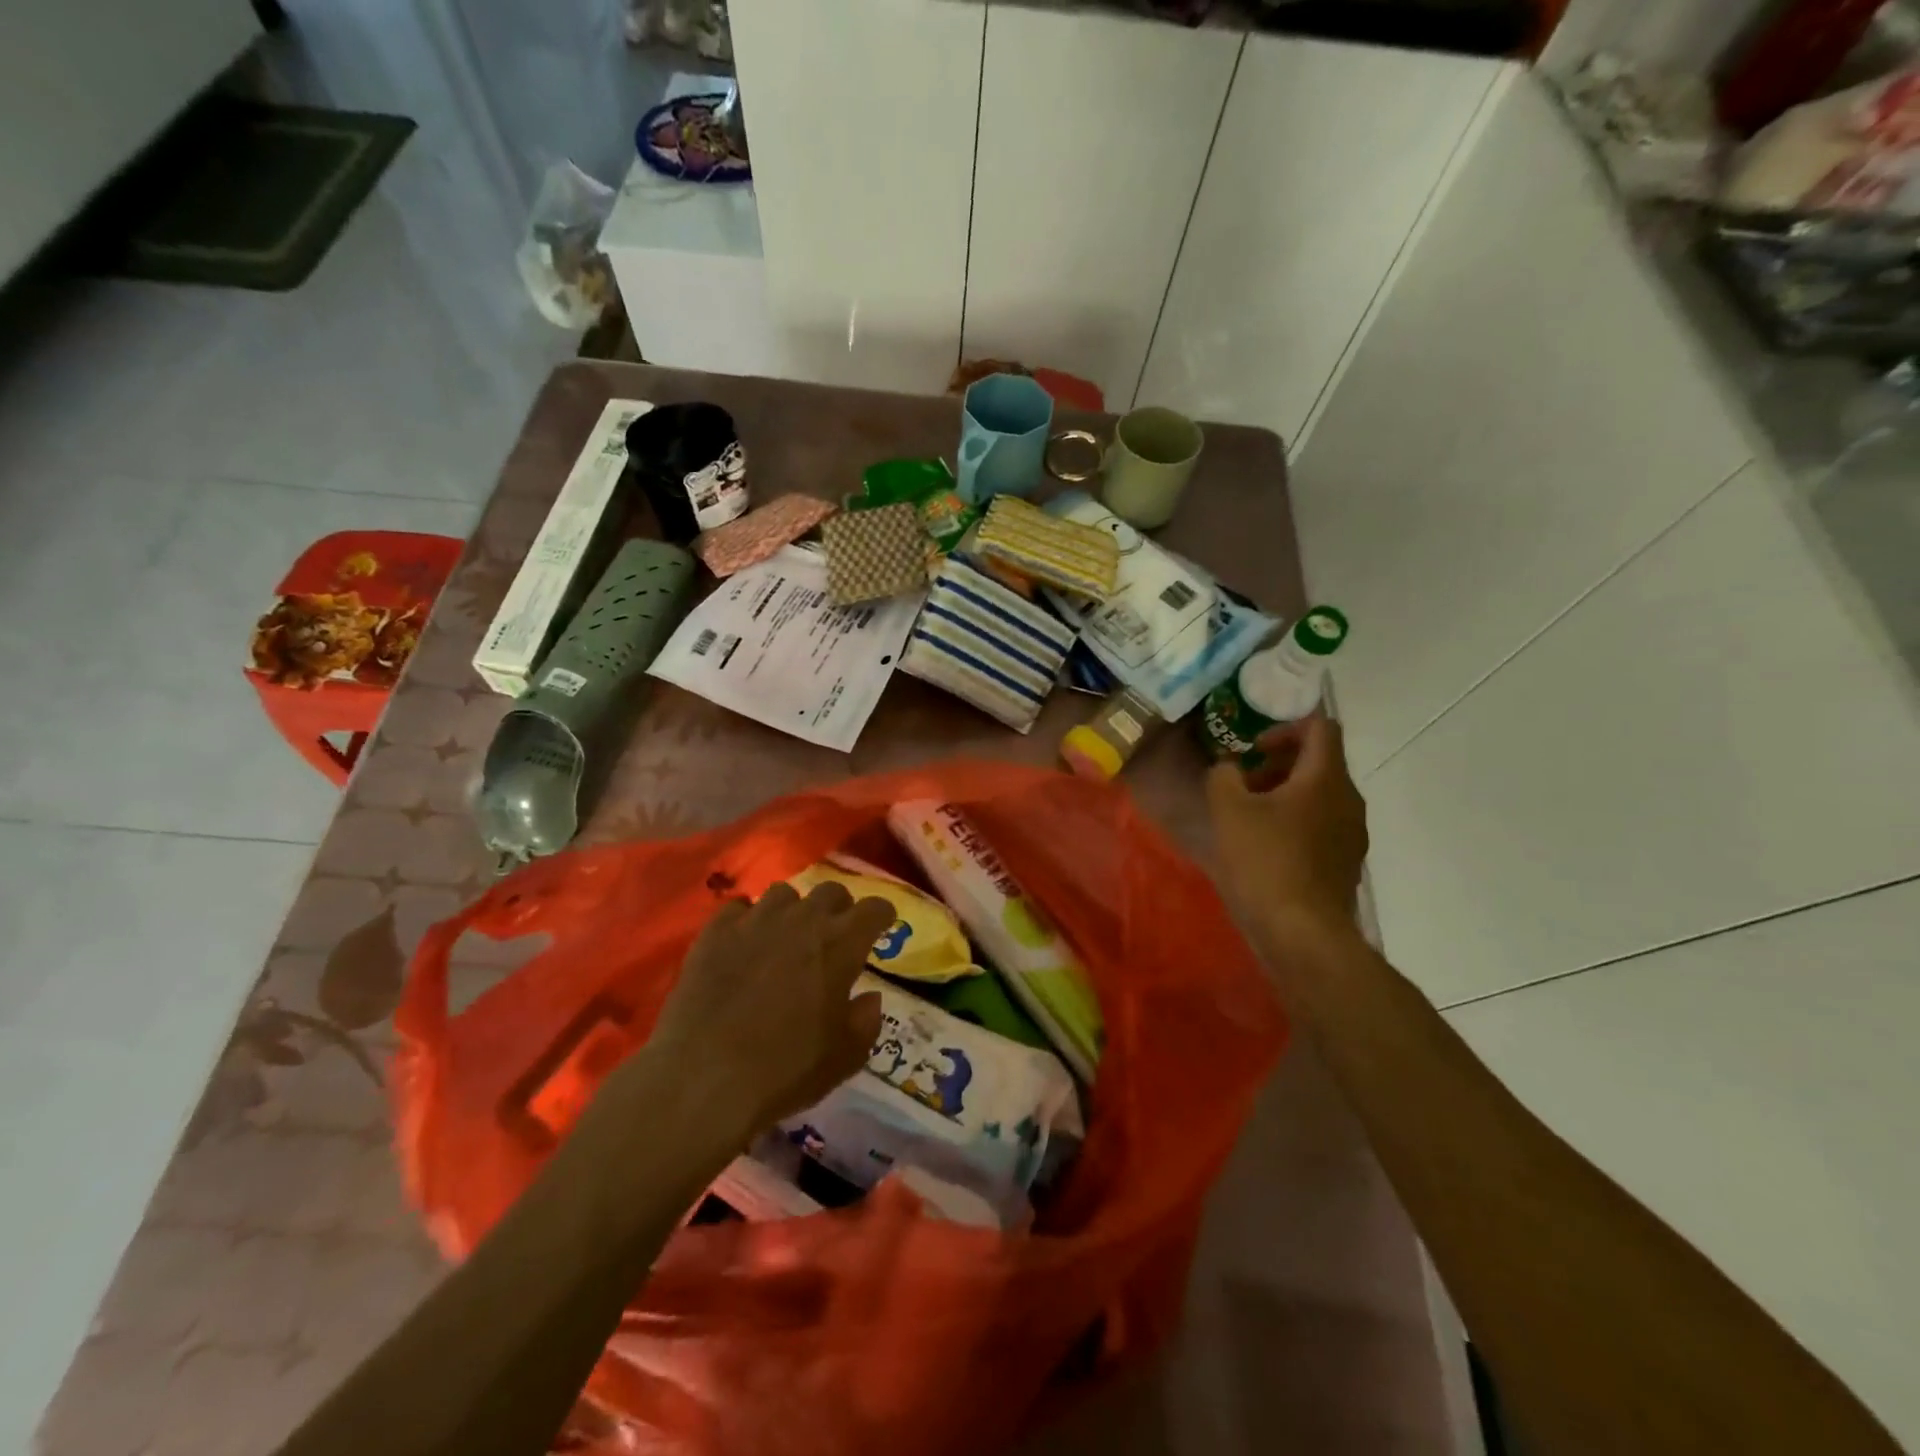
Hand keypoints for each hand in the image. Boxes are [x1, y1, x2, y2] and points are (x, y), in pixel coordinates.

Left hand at [644, 881, 891, 1138]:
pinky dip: (747, 920)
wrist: (704, 1078)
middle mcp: (802, 919)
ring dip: (793, 911)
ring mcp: (755, 920)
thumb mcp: (845, 1057)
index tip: (882, 927)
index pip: (875, 908)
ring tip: (786, 936)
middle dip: (839, 908)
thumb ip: (866, 1021)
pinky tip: (743, 944)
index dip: (882, 915)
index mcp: (841, 943)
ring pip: (784, 894)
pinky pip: (738, 908)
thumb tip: (870, 997)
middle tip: (834, 935)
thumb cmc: (786, 1070)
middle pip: (831, 891)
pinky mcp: (715, 931)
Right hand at [1207, 713, 1368, 947]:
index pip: (1320, 728)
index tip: (1253, 749)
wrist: (1302, 933)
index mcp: (1326, 778)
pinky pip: (1321, 826)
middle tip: (1242, 784)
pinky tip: (1264, 848)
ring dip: (1284, 795)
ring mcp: (1351, 834)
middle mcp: (1348, 800)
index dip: (1285, 728)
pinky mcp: (1345, 863)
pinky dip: (1295, 823)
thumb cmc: (1264, 861)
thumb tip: (1230, 768)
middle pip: (1319, 763)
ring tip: (1248, 817)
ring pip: (1320, 796)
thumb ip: (1224, 775)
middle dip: (1278, 765)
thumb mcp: (1228, 809)